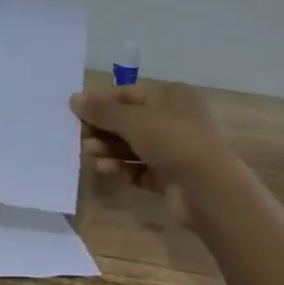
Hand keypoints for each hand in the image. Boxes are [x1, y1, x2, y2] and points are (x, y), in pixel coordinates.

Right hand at [72, 82, 237, 228]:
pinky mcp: (170, 176)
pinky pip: (139, 168)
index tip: (76, 112)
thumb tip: (74, 98)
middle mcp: (174, 119)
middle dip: (103, 128)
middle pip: (129, 120)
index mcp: (171, 96)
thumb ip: (102, 110)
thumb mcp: (133, 120)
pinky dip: (121, 167)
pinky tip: (103, 168)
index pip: (129, 93)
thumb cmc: (173, 141)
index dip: (102, 102)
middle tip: (78, 136)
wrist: (209, 190)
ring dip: (109, 148)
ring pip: (133, 145)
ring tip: (87, 153)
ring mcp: (174, 149)